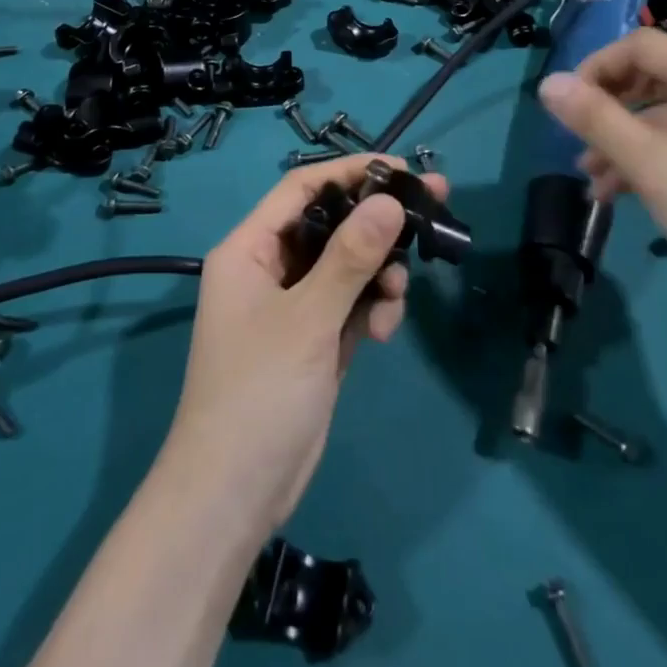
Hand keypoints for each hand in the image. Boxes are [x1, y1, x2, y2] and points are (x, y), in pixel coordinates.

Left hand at [163, 154, 447, 537]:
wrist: (234, 497)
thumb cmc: (259, 394)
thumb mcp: (308, 319)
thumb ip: (350, 257)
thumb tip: (389, 200)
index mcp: (249, 249)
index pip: (303, 188)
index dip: (351, 172)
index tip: (403, 170)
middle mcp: (269, 267)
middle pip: (331, 225)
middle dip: (378, 223)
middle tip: (432, 212)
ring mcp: (293, 305)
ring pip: (347, 265)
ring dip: (378, 274)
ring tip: (396, 298)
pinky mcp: (314, 338)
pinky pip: (350, 303)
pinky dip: (372, 309)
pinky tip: (384, 332)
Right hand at [538, 29, 666, 322]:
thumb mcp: (647, 161)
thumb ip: (594, 117)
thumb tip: (547, 82)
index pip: (640, 45)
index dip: (596, 67)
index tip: (567, 106)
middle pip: (654, 79)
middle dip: (608, 109)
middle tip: (577, 143)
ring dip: (625, 142)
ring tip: (594, 182)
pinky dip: (655, 161)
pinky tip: (628, 196)